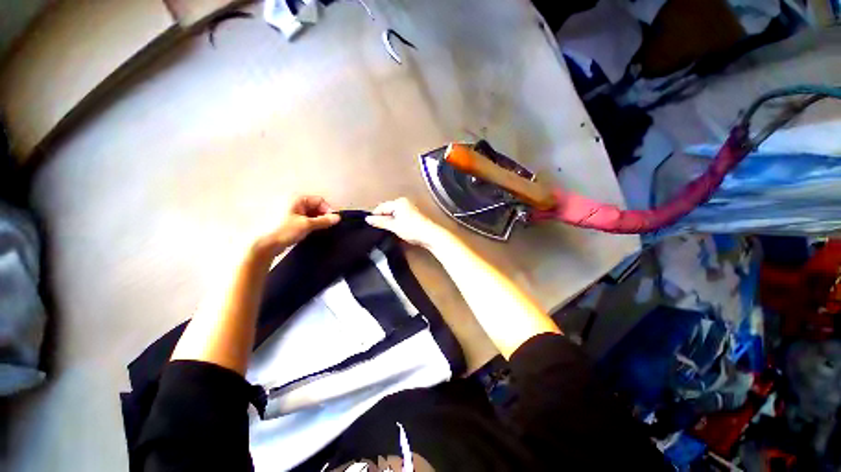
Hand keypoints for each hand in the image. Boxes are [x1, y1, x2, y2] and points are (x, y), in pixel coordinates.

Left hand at [253, 195, 339, 258]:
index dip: (327, 209)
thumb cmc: (286, 231)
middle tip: (327, 226)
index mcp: (298, 199)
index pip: (319, 200)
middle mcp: (296, 203)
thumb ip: (324, 220)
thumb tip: (338, 218)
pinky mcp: (292, 221)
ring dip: (319, 220)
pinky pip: (307, 219)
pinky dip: (313, 224)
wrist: (268, 245)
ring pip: (312, 213)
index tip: (331, 221)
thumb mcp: (307, 225)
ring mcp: (293, 212)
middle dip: (323, 215)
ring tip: (320, 229)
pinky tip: (314, 231)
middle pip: (316, 206)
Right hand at [366, 198, 446, 247]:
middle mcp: (405, 202)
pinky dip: (398, 221)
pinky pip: (401, 216)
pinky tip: (398, 229)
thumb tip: (368, 219)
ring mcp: (410, 208)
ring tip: (389, 230)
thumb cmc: (412, 229)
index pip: (382, 207)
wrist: (430, 235)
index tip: (370, 224)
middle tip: (379, 228)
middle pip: (388, 209)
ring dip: (391, 220)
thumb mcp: (394, 226)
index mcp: (399, 202)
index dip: (375, 215)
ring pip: (395, 213)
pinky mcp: (414, 214)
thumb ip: (381, 222)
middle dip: (383, 218)